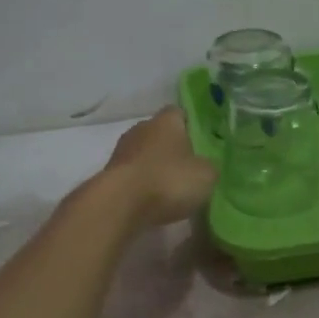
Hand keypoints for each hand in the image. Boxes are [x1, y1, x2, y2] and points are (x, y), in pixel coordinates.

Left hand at [99, 107, 218, 225]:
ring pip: (144, 154)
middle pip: (160, 134)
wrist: (120, 204)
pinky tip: (152, 201)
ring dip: (155, 167)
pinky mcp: (109, 174)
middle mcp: (141, 128)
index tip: (201, 143)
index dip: (191, 126)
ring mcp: (121, 151)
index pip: (179, 113)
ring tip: (170, 189)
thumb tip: (205, 166)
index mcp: (166, 121)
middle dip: (172, 148)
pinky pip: (132, 174)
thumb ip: (209, 166)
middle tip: (188, 168)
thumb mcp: (206, 175)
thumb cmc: (168, 180)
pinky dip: (141, 184)